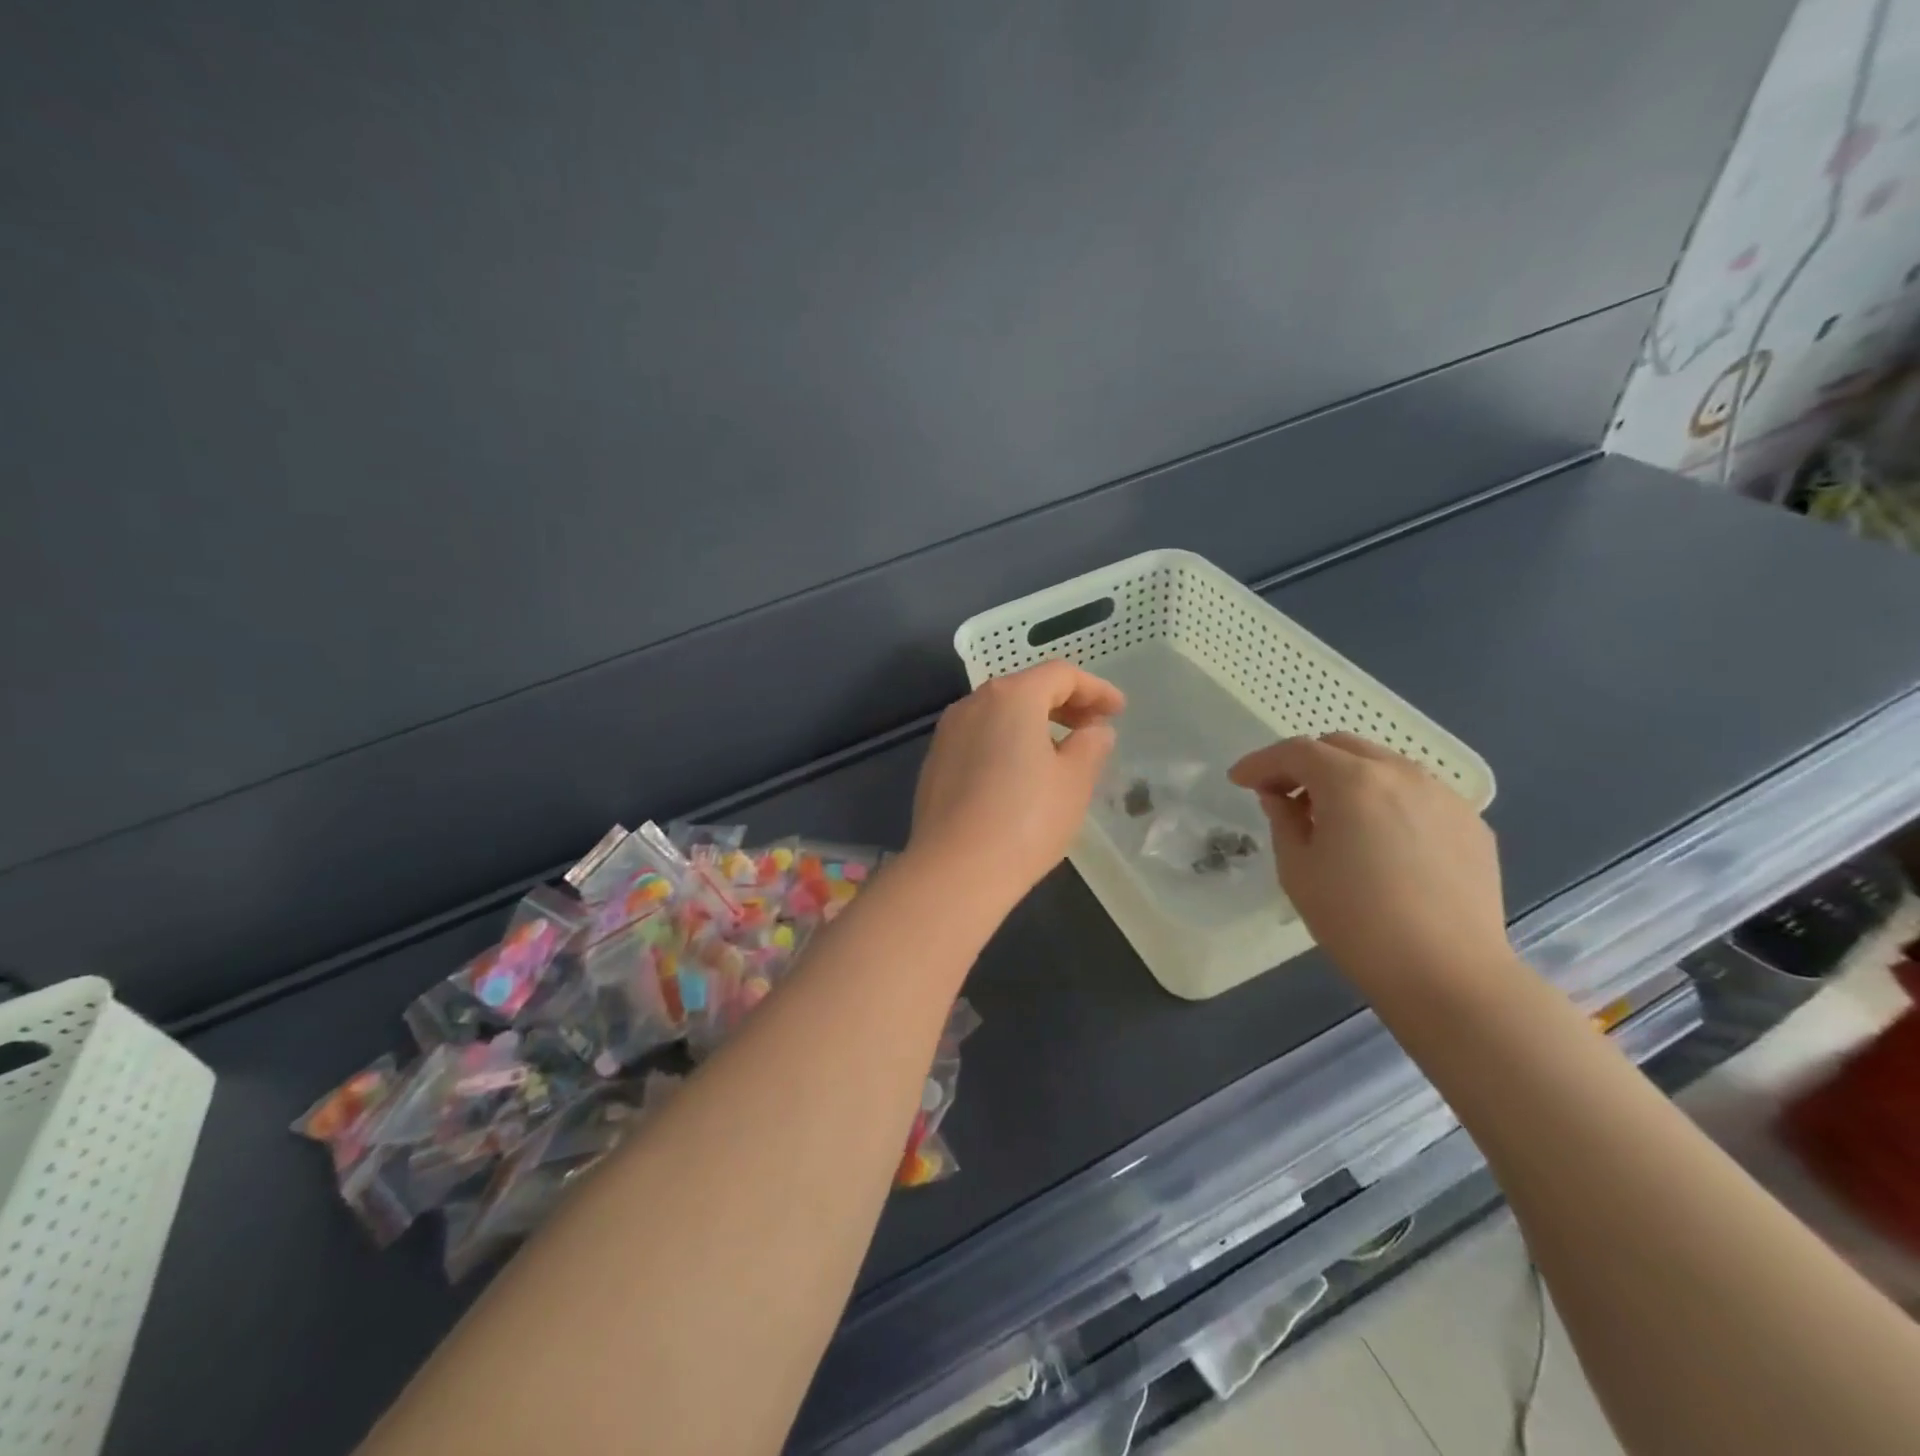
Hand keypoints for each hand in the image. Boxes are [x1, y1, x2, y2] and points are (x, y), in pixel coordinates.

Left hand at [909, 662, 1124, 906]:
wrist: (955, 870)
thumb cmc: (1026, 820)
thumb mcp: (1075, 781)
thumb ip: (1091, 745)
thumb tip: (1094, 730)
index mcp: (1012, 697)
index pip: (1061, 675)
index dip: (1096, 689)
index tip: (1119, 711)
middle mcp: (974, 703)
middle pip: (1026, 688)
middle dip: (1065, 703)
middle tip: (1094, 727)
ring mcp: (948, 732)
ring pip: (1000, 713)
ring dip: (1035, 722)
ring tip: (1062, 750)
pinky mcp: (936, 762)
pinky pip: (980, 737)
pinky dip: (1007, 741)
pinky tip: (1022, 772)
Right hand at [1229, 733, 1508, 988]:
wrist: (1446, 974)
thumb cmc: (1355, 921)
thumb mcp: (1297, 870)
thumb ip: (1283, 821)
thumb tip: (1281, 798)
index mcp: (1352, 782)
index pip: (1297, 752)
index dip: (1262, 762)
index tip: (1239, 781)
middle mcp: (1401, 774)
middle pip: (1342, 747)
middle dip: (1305, 764)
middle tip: (1285, 797)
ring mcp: (1443, 796)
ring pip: (1383, 766)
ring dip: (1348, 779)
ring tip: (1334, 819)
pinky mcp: (1471, 824)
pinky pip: (1417, 795)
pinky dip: (1386, 802)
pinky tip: (1380, 841)